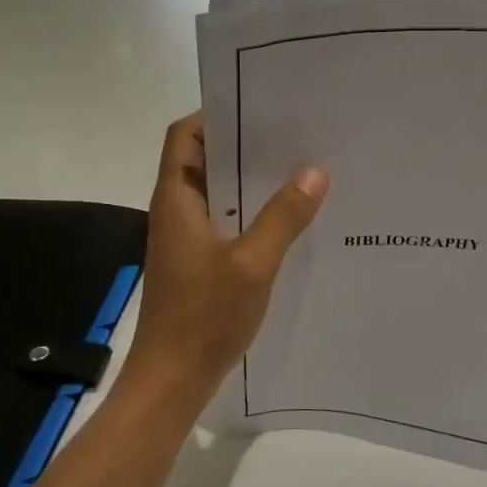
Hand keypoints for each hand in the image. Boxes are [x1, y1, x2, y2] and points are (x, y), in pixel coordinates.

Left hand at [127, 113, 326, 412]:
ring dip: (250, 181)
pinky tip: (288, 219)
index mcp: (177, 200)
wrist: (172, 379)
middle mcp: (177, 211)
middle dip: (243, 144)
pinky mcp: (198, 263)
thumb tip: (315, 171)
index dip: (214, 115)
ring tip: (298, 169)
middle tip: (293, 134)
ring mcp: (186, 238)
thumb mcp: (252, 263)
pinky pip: (225, 222)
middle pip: (204, 160)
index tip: (258, 106)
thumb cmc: (203, 317)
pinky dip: (251, 213)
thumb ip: (283, 217)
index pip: (184, 136)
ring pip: (218, 193)